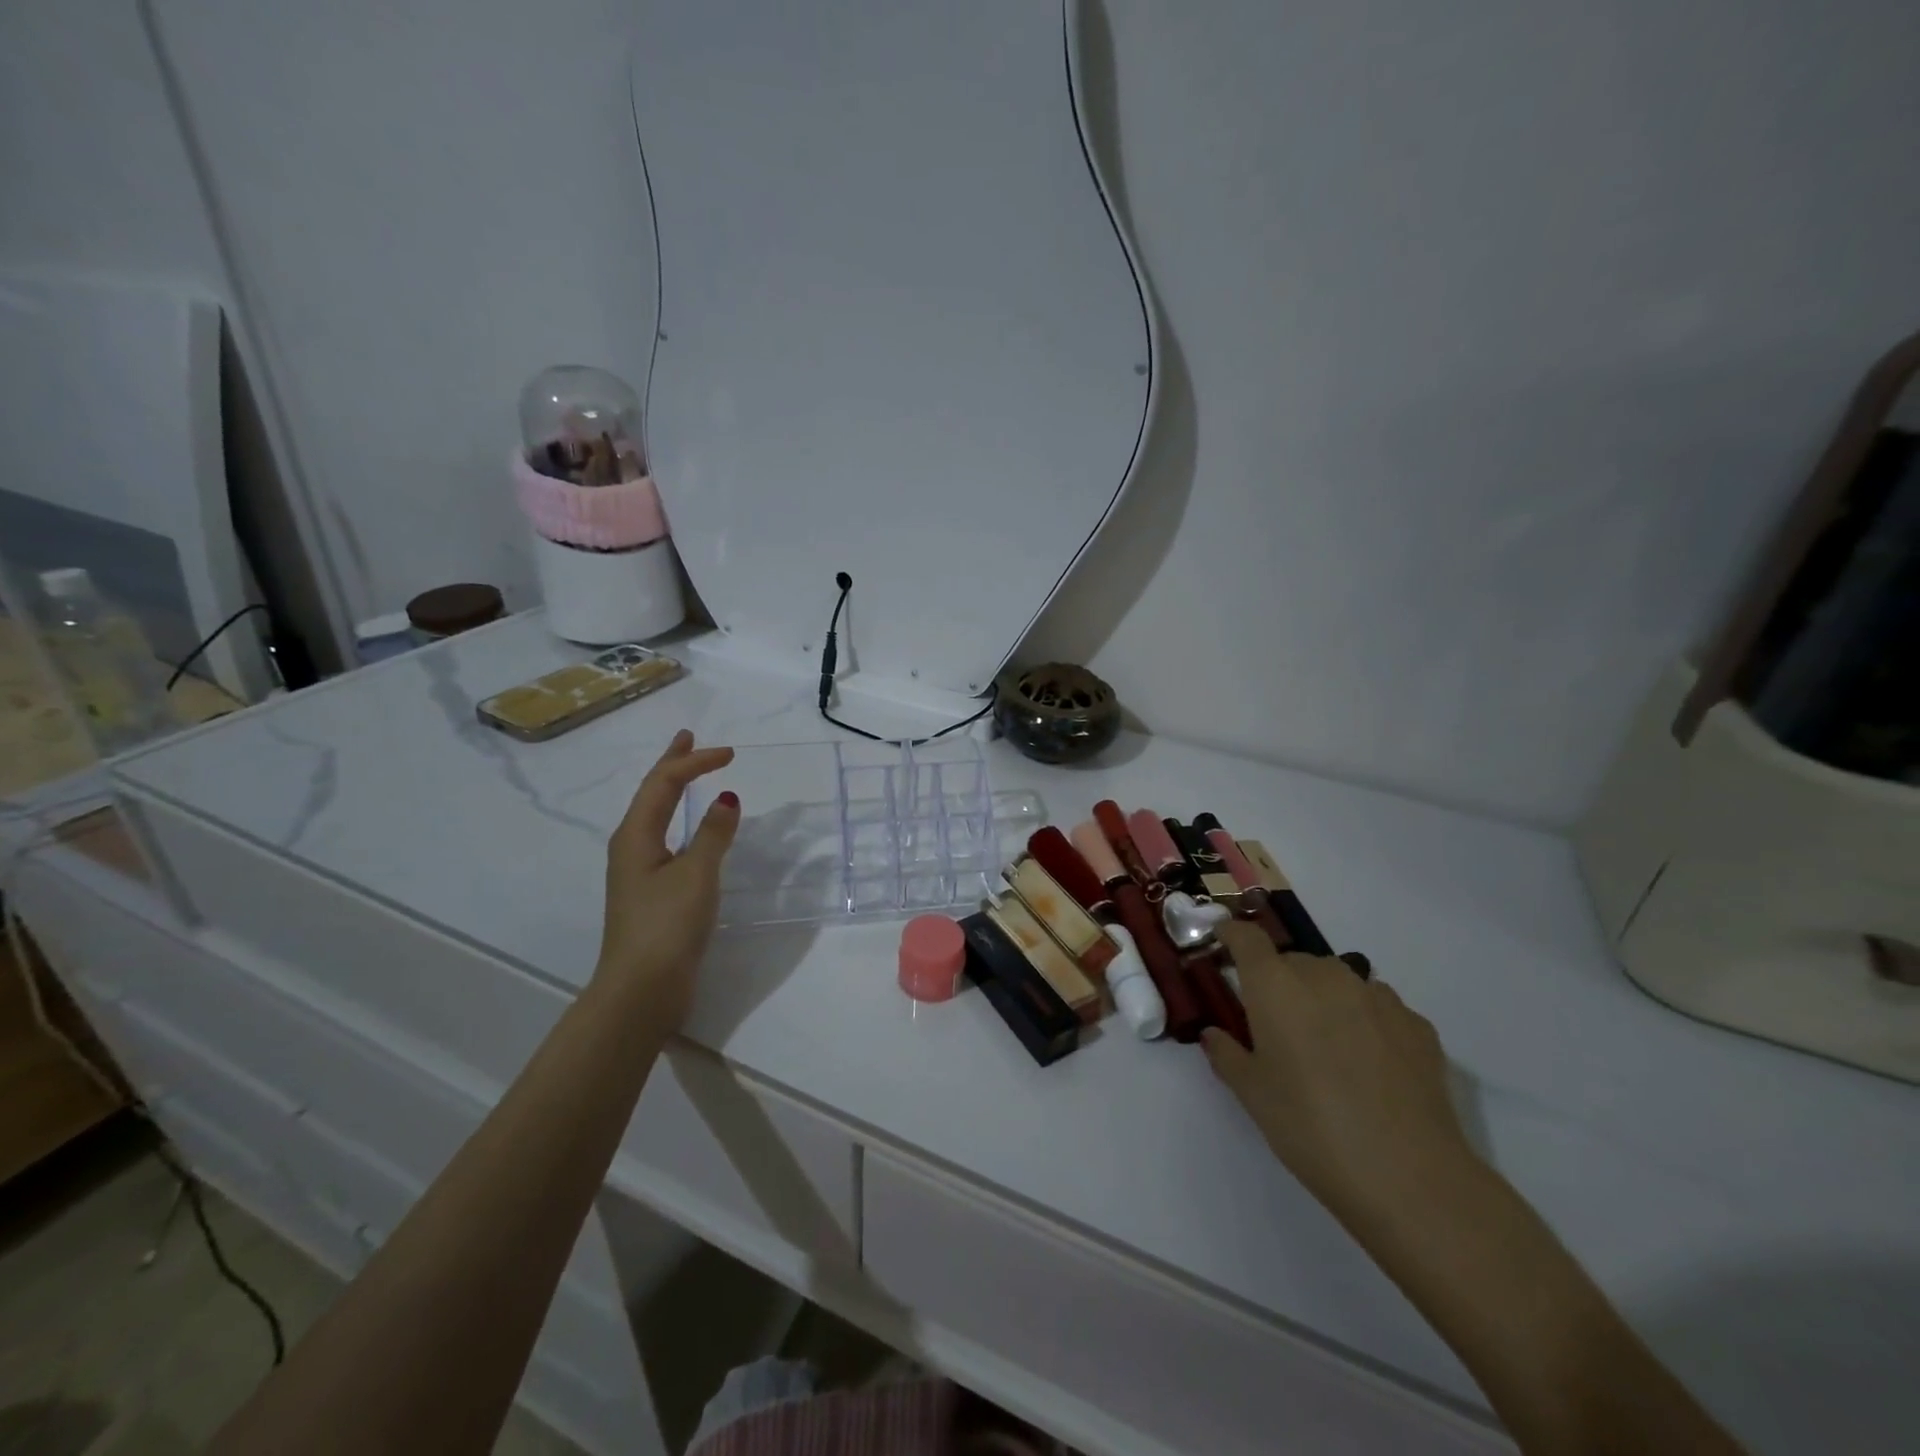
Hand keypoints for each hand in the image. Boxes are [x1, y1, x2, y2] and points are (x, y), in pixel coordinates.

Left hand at [594, 731, 739, 1027]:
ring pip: (657, 817)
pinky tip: (693, 830)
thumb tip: (726, 800)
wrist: (642, 989)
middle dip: (673, 764)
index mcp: (636, 835)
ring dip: (675, 791)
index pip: (664, 783)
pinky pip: (667, 839)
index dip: (695, 762)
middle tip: (689, 738)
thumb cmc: (667, 924)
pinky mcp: (651, 893)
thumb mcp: (696, 874)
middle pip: (653, 794)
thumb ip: (713, 834)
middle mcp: (631, 847)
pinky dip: (682, 821)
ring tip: (690, 775)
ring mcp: (639, 871)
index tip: (731, 754)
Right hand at [1204, 922, 1477, 1231]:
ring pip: (1337, 982)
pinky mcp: (1417, 1024)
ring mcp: (1376, 996)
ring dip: (1324, 1000)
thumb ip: (1227, 1054)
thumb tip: (1215, 1034)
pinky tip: (1370, 1066)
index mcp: (1276, 986)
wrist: (1410, 1177)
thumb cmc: (1311, 1128)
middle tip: (1276, 1027)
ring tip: (1327, 1049)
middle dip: (1279, 983)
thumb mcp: (1252, 1094)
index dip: (1231, 934)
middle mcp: (1325, 976)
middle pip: (1293, 962)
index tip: (1222, 944)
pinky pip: (1377, 1007)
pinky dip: (1364, 1021)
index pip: (1247, 937)